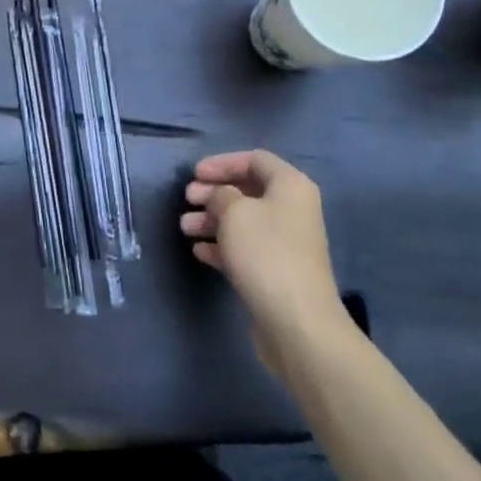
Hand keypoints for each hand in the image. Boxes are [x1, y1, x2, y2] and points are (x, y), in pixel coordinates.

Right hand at [182, 150, 349, 363]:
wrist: (296, 320)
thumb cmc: (265, 253)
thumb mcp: (234, 212)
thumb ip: (221, 194)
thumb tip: (221, 197)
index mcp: (290, 186)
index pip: (255, 160)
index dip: (222, 163)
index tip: (194, 174)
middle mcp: (292, 209)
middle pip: (248, 190)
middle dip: (213, 193)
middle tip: (187, 199)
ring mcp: (286, 242)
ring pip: (244, 221)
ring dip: (212, 220)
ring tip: (185, 228)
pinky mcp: (276, 270)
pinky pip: (246, 248)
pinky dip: (222, 245)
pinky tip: (198, 251)